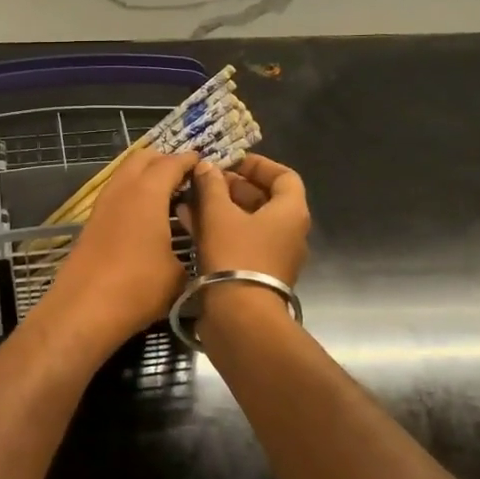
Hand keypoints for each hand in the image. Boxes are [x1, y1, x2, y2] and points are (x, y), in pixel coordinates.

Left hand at [40, 147, 198, 351]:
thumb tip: (198, 245)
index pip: (172, 162)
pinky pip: (117, 193)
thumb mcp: (178, 274)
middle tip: (187, 179)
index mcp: (147, 192)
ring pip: (125, 174)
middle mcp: (123, 189)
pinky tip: (147, 218)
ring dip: (146, 177)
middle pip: (143, 158)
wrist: (84, 309)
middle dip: (165, 161)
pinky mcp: (92, 222)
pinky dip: (133, 194)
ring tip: (169, 197)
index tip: (206, 165)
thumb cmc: (138, 288)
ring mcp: (103, 204)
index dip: (191, 161)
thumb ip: (191, 250)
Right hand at [180, 153, 309, 286]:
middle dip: (233, 186)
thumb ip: (212, 186)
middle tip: (205, 180)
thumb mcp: (218, 214)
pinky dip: (218, 230)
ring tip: (191, 199)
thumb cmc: (235, 256)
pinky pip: (239, 242)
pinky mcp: (255, 274)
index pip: (284, 176)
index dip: (257, 165)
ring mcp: (273, 256)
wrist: (240, 317)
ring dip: (221, 208)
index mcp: (290, 213)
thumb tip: (207, 167)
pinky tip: (189, 223)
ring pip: (248, 222)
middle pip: (264, 199)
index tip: (230, 161)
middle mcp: (289, 233)